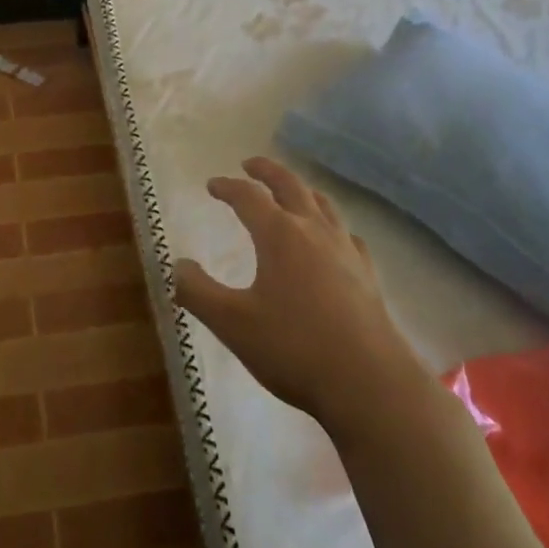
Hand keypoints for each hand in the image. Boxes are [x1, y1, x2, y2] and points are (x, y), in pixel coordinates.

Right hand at [174, 158, 416, 437]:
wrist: (370, 383)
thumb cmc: (294, 348)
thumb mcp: (232, 324)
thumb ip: (198, 292)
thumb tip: (179, 266)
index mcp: (279, 234)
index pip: (248, 197)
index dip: (227, 187)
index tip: (212, 185)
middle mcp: (314, 231)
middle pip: (290, 186)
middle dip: (267, 171)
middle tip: (250, 164)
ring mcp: (345, 250)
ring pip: (322, 205)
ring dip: (301, 190)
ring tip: (291, 191)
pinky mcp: (367, 274)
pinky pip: (346, 235)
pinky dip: (331, 225)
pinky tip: (333, 240)